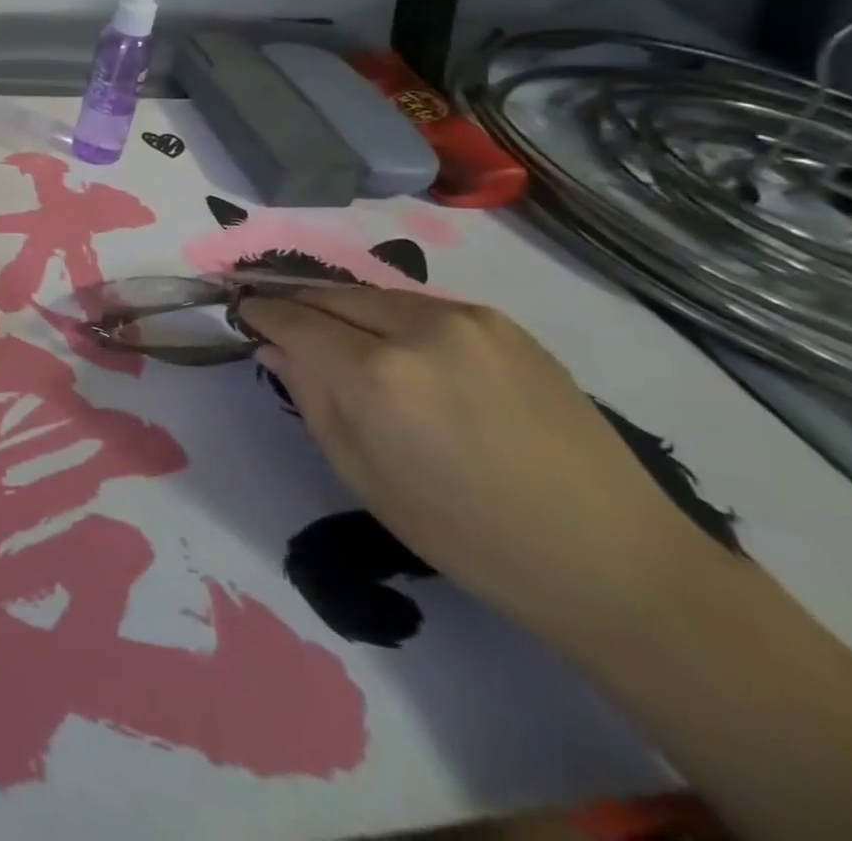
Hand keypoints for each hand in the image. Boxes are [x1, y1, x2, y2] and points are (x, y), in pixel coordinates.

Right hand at [236, 286, 721, 638]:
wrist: (609, 557)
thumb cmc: (466, 533)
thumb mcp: (362, 475)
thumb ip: (310, 398)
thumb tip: (273, 347)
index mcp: (376, 374)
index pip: (293, 319)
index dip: (259, 312)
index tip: (242, 313)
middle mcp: (416, 328)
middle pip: (329, 294)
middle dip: (295, 303)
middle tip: (277, 320)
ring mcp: (465, 318)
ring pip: (373, 294)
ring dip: (342, 308)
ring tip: (334, 334)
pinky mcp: (502, 322)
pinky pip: (420, 306)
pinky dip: (390, 317)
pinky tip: (397, 348)